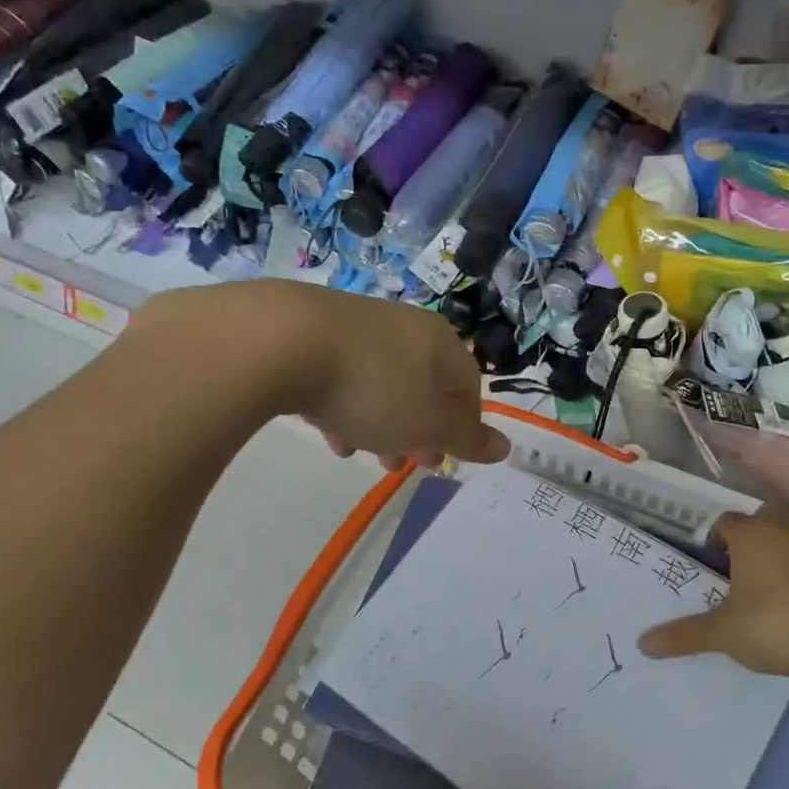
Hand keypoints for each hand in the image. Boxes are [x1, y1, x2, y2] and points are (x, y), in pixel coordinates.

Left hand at [141, 282, 509, 468]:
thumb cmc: (374, 389)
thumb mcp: (428, 425)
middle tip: (401, 463)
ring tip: (359, 453)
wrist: (282, 341)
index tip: (442, 458)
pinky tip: (328, 430)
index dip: (461, 429)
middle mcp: (406, 326)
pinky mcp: (315, 329)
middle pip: (424, 387)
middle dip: (415, 430)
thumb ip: (467, 438)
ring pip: (382, 383)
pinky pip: (344, 374)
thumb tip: (506, 447)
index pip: (469, 389)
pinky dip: (344, 405)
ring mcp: (360, 325)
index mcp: (442, 344)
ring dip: (378, 422)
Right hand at [639, 508, 788, 680]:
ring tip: (769, 589)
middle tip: (741, 569)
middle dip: (752, 535)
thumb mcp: (723, 633)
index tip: (712, 564)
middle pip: (763, 518)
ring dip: (780, 553)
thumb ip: (684, 635)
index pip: (726, 521)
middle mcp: (785, 531)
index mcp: (752, 535)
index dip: (716, 539)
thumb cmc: (774, 626)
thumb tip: (643, 643)